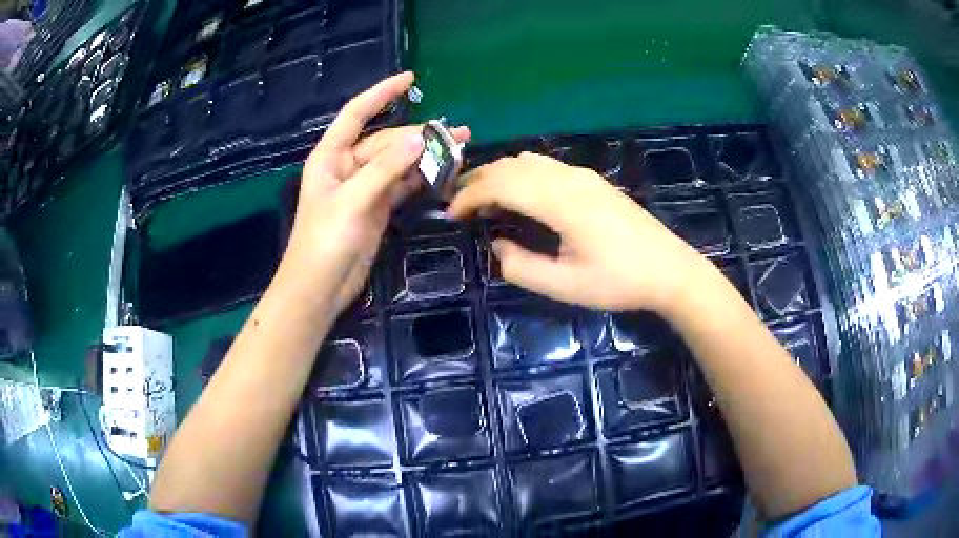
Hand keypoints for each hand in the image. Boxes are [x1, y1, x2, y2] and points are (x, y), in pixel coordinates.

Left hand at [283, 71, 469, 313]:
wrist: (321, 287)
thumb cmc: (325, 241)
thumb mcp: (354, 200)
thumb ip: (386, 168)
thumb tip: (420, 138)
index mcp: (331, 155)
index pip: (358, 113)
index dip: (382, 93)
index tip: (410, 79)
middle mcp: (347, 166)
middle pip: (387, 141)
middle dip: (420, 136)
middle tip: (458, 135)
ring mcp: (364, 187)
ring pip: (398, 163)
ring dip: (426, 157)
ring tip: (460, 150)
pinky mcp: (377, 207)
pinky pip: (402, 185)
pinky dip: (421, 179)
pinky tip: (444, 174)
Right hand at [448, 152, 709, 313]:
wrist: (669, 270)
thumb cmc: (618, 281)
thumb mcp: (565, 286)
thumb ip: (522, 267)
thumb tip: (497, 246)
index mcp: (560, 201)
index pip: (501, 184)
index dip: (470, 196)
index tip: (451, 214)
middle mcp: (568, 178)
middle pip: (512, 165)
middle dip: (478, 180)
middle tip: (458, 203)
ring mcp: (583, 176)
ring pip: (529, 161)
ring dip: (500, 174)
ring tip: (483, 198)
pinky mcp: (592, 182)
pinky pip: (546, 166)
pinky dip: (521, 174)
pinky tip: (520, 195)